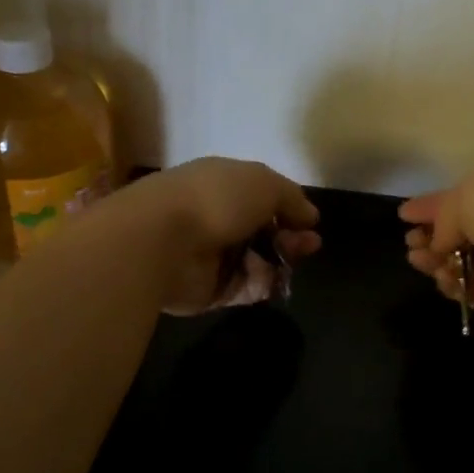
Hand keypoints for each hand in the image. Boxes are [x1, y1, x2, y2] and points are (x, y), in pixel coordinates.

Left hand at [124, 157, 321, 314]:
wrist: (163, 241)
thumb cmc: (215, 200)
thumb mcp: (264, 183)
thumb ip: (291, 198)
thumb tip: (310, 215)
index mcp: (222, 184)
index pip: (260, 196)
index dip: (287, 208)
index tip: (309, 222)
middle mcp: (215, 217)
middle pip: (261, 231)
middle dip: (289, 237)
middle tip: (308, 245)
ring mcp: (210, 255)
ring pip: (256, 261)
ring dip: (280, 261)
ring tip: (294, 261)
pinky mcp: (208, 289)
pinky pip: (244, 288)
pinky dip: (262, 285)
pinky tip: (275, 280)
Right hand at [399, 170, 473, 328]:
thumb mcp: (469, 194)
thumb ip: (444, 215)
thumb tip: (441, 241)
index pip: (457, 197)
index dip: (429, 205)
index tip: (403, 215)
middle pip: (454, 231)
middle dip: (427, 235)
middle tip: (411, 243)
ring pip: (454, 260)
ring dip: (432, 259)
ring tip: (419, 260)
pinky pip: (464, 288)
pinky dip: (448, 284)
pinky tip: (443, 279)